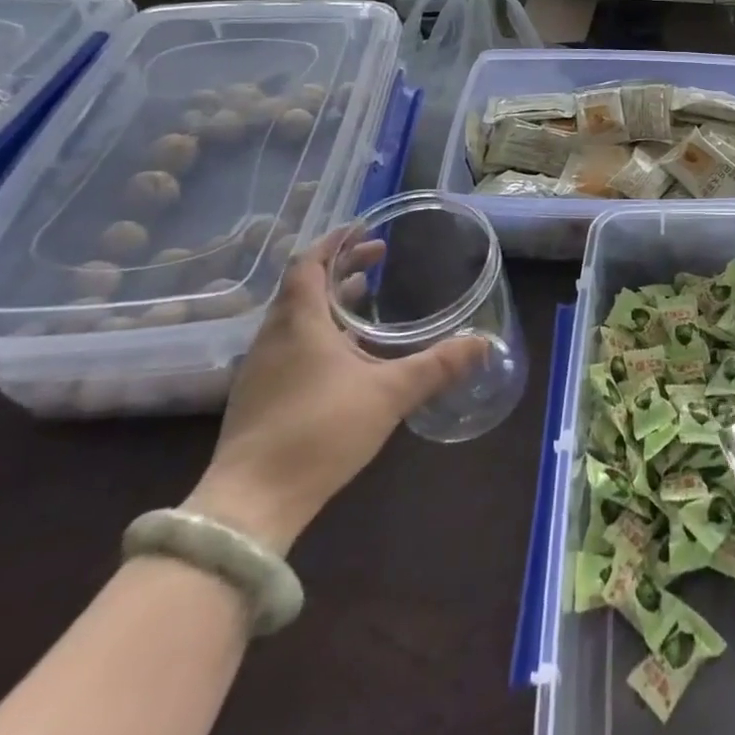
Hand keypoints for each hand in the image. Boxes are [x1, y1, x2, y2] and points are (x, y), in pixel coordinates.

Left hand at [184, 230, 487, 553]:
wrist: (250, 505)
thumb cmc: (320, 432)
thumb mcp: (390, 394)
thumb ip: (438, 365)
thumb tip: (484, 342)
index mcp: (300, 323)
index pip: (309, 264)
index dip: (335, 242)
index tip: (364, 229)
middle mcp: (274, 337)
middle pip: (303, 287)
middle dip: (341, 268)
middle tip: (378, 259)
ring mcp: (260, 369)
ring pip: (295, 317)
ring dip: (329, 300)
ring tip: (366, 299)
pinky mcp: (258, 398)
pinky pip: (290, 345)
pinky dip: (318, 331)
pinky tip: (345, 354)